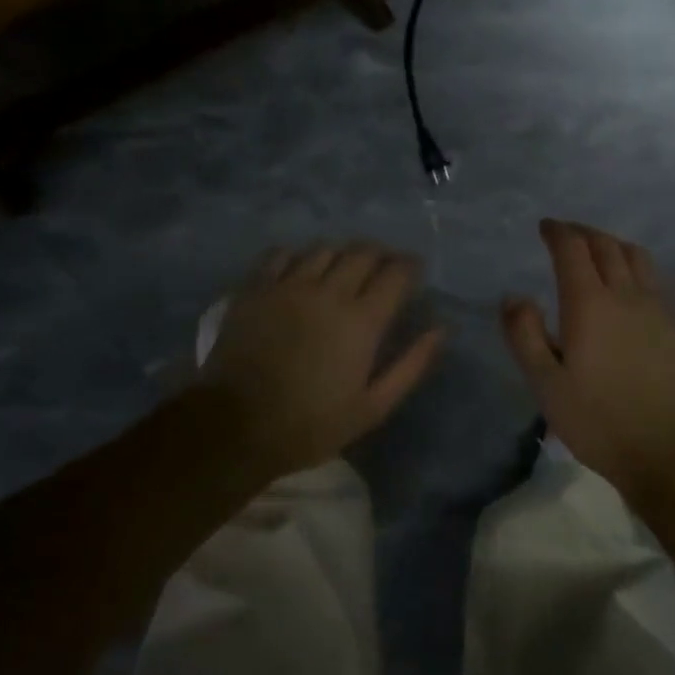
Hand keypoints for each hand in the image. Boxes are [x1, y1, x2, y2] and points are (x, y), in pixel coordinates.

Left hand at [199, 243, 444, 482]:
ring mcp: (288, 285)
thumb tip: (440, 329)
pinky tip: (301, 269)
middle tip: (382, 268)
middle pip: (362, 252)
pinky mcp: (256, 288)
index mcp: (361, 320)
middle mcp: (328, 291)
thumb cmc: (310, 424)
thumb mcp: (372, 407)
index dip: (410, 266)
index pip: (396, 273)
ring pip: (324, 248)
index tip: (413, 272)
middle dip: (380, 255)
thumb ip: (411, 365)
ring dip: (342, 253)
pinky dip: (299, 256)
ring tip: (343, 268)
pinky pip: (282, 254)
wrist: (234, 426)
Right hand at [502, 219, 674, 496]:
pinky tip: (637, 294)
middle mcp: (627, 295)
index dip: (557, 231)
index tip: (546, 227)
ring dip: (616, 246)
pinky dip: (641, 275)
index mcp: (589, 303)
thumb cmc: (600, 421)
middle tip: (569, 234)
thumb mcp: (546, 384)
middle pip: (607, 245)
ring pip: (639, 259)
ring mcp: (662, 309)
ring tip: (604, 252)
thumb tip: (513, 296)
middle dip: (584, 232)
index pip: (572, 249)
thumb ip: (525, 335)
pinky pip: (660, 286)